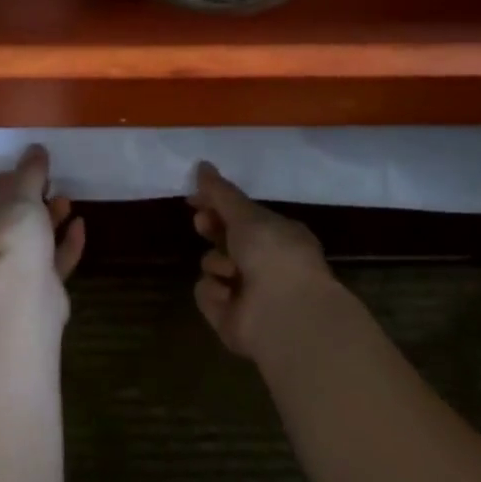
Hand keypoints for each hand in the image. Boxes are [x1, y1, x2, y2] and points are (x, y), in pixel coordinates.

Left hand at [0, 144, 85, 294]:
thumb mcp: (20, 196)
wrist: (19, 301)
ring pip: (27, 240)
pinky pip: (48, 261)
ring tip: (67, 200)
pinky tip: (80, 226)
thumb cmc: (8, 238)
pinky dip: (63, 244)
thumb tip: (35, 148)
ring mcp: (3, 274)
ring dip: (48, 219)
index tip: (32, 171)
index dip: (8, 178)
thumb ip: (30, 172)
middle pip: (5, 217)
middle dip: (31, 200)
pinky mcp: (29, 290)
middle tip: (51, 184)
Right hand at [189, 161, 338, 360]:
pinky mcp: (229, 316)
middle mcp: (265, 263)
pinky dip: (215, 291)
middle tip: (202, 223)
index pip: (243, 215)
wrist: (284, 314)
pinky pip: (207, 292)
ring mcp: (247, 292)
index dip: (219, 205)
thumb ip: (221, 192)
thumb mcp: (246, 215)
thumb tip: (202, 165)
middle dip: (212, 229)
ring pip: (213, 264)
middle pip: (226, 239)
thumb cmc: (273, 254)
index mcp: (278, 235)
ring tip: (232, 271)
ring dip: (217, 263)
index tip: (196, 198)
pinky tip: (229, 296)